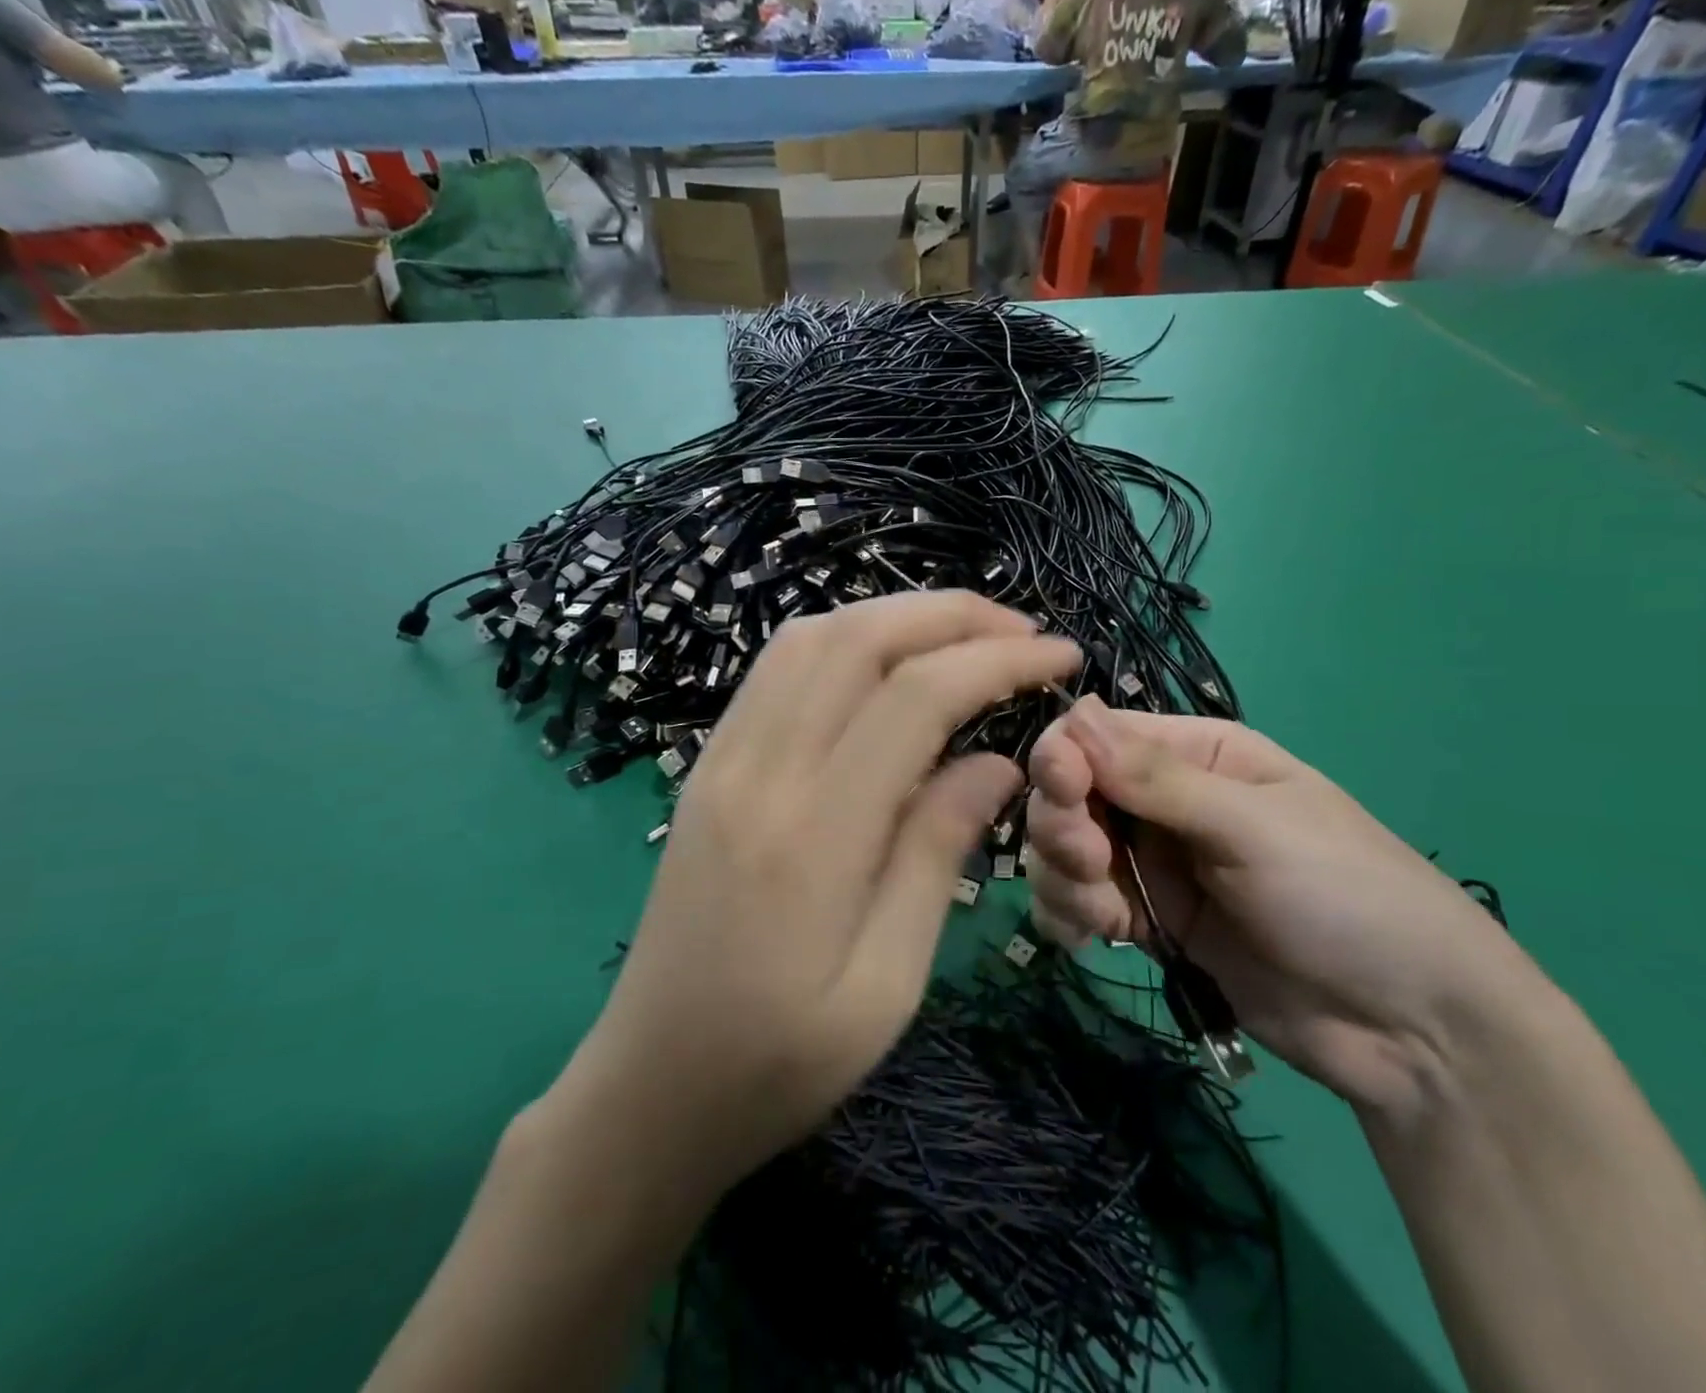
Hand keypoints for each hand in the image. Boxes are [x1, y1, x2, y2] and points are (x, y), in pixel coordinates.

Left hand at [585, 592, 1080, 1184]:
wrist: (647, 1090)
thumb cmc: (779, 1063)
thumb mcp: (887, 982)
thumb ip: (937, 853)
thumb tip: (998, 762)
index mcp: (812, 834)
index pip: (914, 697)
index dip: (995, 660)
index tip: (1058, 655)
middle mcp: (758, 772)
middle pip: (856, 639)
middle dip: (948, 615)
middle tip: (1020, 629)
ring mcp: (720, 762)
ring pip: (808, 640)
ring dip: (892, 616)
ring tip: (962, 636)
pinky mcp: (705, 768)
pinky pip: (775, 672)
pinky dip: (841, 642)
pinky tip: (883, 663)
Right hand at [1025, 697, 1530, 1114]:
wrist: (1411, 1030)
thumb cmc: (1345, 896)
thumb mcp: (1254, 826)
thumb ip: (1157, 778)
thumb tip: (1073, 716)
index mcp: (1196, 754)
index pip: (1098, 735)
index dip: (1065, 757)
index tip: (1063, 791)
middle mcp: (1163, 801)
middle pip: (1070, 793)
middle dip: (1063, 825)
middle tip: (1090, 861)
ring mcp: (1153, 864)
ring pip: (1063, 850)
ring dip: (1063, 877)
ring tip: (1103, 915)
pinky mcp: (1147, 923)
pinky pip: (1078, 904)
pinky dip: (1069, 916)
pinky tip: (1089, 938)